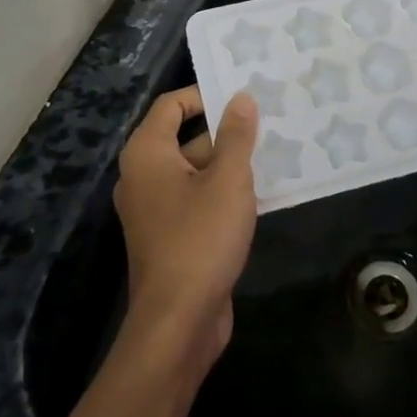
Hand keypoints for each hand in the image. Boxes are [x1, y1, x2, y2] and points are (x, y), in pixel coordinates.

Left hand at [113, 86, 258, 363]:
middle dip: (225, 132)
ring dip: (229, 164)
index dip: (205, 95)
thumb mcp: (228, 181)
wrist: (178, 322)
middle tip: (268, 123)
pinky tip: (261, 193)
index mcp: (146, 154)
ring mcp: (155, 209)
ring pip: (195, 171)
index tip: (243, 96)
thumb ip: (236, 136)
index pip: (171, 105)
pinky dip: (222, 192)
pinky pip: (196, 199)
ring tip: (274, 154)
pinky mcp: (170, 236)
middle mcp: (143, 176)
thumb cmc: (200, 239)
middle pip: (185, 138)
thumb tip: (241, 98)